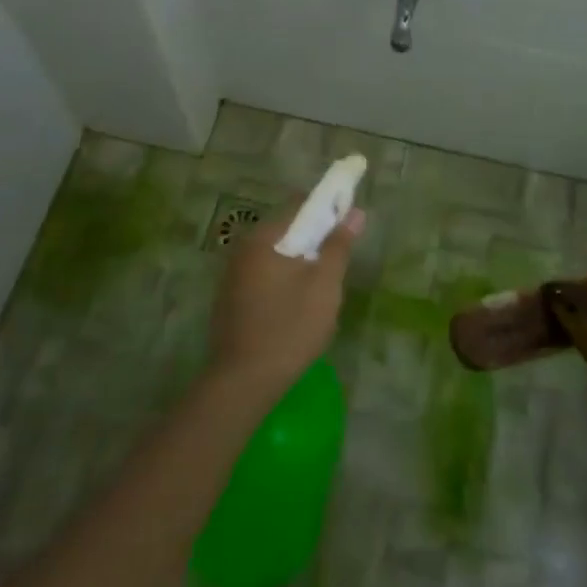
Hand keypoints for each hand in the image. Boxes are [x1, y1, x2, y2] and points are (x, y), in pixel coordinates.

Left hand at [205, 202, 363, 402]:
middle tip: (337, 262)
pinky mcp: (230, 299)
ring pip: (275, 255)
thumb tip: (355, 212)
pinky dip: (282, 280)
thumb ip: (338, 246)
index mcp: (263, 238)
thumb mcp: (324, 285)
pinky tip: (296, 306)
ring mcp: (232, 275)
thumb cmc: (289, 328)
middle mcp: (242, 248)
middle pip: (286, 230)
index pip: (299, 205)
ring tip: (320, 288)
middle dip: (313, 239)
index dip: (327, 208)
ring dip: (298, 262)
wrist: (242, 382)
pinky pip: (263, 275)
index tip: (347, 222)